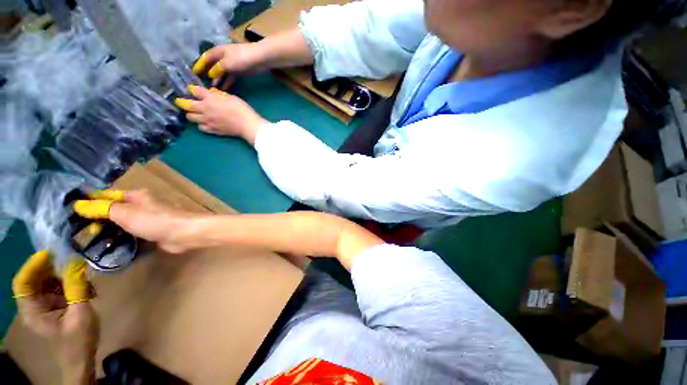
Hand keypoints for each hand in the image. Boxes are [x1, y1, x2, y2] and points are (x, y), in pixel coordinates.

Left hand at [12, 251, 97, 383]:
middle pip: (36, 279)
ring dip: (66, 277)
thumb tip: (76, 263)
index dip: (33, 266)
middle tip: (76, 264)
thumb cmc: (78, 341)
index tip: (50, 254)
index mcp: (33, 310)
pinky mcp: (53, 305)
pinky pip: (58, 287)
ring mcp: (43, 305)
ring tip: (86, 281)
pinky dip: (71, 283)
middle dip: (55, 270)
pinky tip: (87, 288)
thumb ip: (77, 288)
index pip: (23, 282)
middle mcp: (33, 305)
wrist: (81, 359)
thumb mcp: (81, 314)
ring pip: (49, 281)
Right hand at [74, 190, 198, 253]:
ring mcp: (149, 219)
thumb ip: (103, 208)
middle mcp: (142, 206)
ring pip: (123, 223)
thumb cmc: (155, 220)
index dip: (90, 202)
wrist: (185, 233)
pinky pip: (132, 234)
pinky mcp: (153, 233)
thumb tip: (79, 203)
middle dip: (98, 219)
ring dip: (108, 230)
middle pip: (115, 210)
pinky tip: (107, 247)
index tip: (71, 212)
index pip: (107, 196)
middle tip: (77, 231)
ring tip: (86, 240)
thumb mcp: (124, 212)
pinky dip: (121, 239)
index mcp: (136, 196)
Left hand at [174, 86, 265, 143]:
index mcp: (210, 99)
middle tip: (181, 101)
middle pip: (187, 105)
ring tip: (193, 113)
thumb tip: (212, 94)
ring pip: (191, 117)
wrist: (247, 125)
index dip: (192, 89)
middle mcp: (205, 109)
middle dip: (183, 102)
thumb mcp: (231, 97)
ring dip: (191, 114)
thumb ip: (219, 95)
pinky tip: (204, 123)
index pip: (195, 91)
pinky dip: (200, 124)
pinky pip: (201, 127)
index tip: (192, 89)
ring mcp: (208, 121)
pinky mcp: (213, 130)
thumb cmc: (242, 109)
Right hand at [193, 43, 266, 88]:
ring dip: (218, 81)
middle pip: (213, 66)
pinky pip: (231, 78)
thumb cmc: (241, 57)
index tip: (194, 73)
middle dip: (208, 74)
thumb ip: (217, 69)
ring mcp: (232, 65)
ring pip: (222, 73)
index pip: (206, 58)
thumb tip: (211, 76)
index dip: (200, 65)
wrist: (260, 59)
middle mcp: (223, 58)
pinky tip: (224, 89)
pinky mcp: (240, 72)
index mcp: (218, 52)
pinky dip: (227, 83)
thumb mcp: (226, 63)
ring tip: (213, 89)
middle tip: (202, 83)